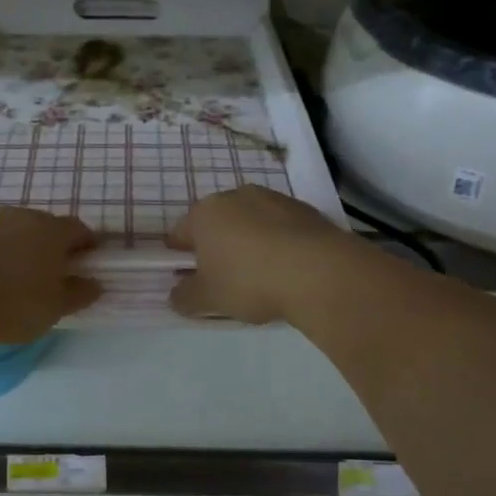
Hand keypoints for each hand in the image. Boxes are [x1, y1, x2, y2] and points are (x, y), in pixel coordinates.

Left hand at [0, 207, 101, 343]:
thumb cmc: (13, 307)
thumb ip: (78, 294)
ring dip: (4, 243)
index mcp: (49, 232)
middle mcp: (15, 217)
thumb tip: (94, 284)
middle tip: (44, 270)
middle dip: (44, 243)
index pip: (76, 229)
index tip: (86, 259)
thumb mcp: (56, 309)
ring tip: (1, 273)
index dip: (84, 243)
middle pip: (37, 224)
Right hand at [166, 187, 356, 324]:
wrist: (318, 272)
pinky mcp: (304, 209)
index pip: (180, 232)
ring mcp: (273, 199)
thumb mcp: (208, 299)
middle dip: (216, 247)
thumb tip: (176, 295)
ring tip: (260, 276)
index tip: (187, 278)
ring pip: (250, 222)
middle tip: (224, 279)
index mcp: (205, 213)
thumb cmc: (250, 281)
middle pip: (217, 223)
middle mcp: (236, 196)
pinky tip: (287, 269)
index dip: (179, 256)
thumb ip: (185, 297)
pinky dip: (278, 243)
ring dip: (249, 242)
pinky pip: (280, 227)